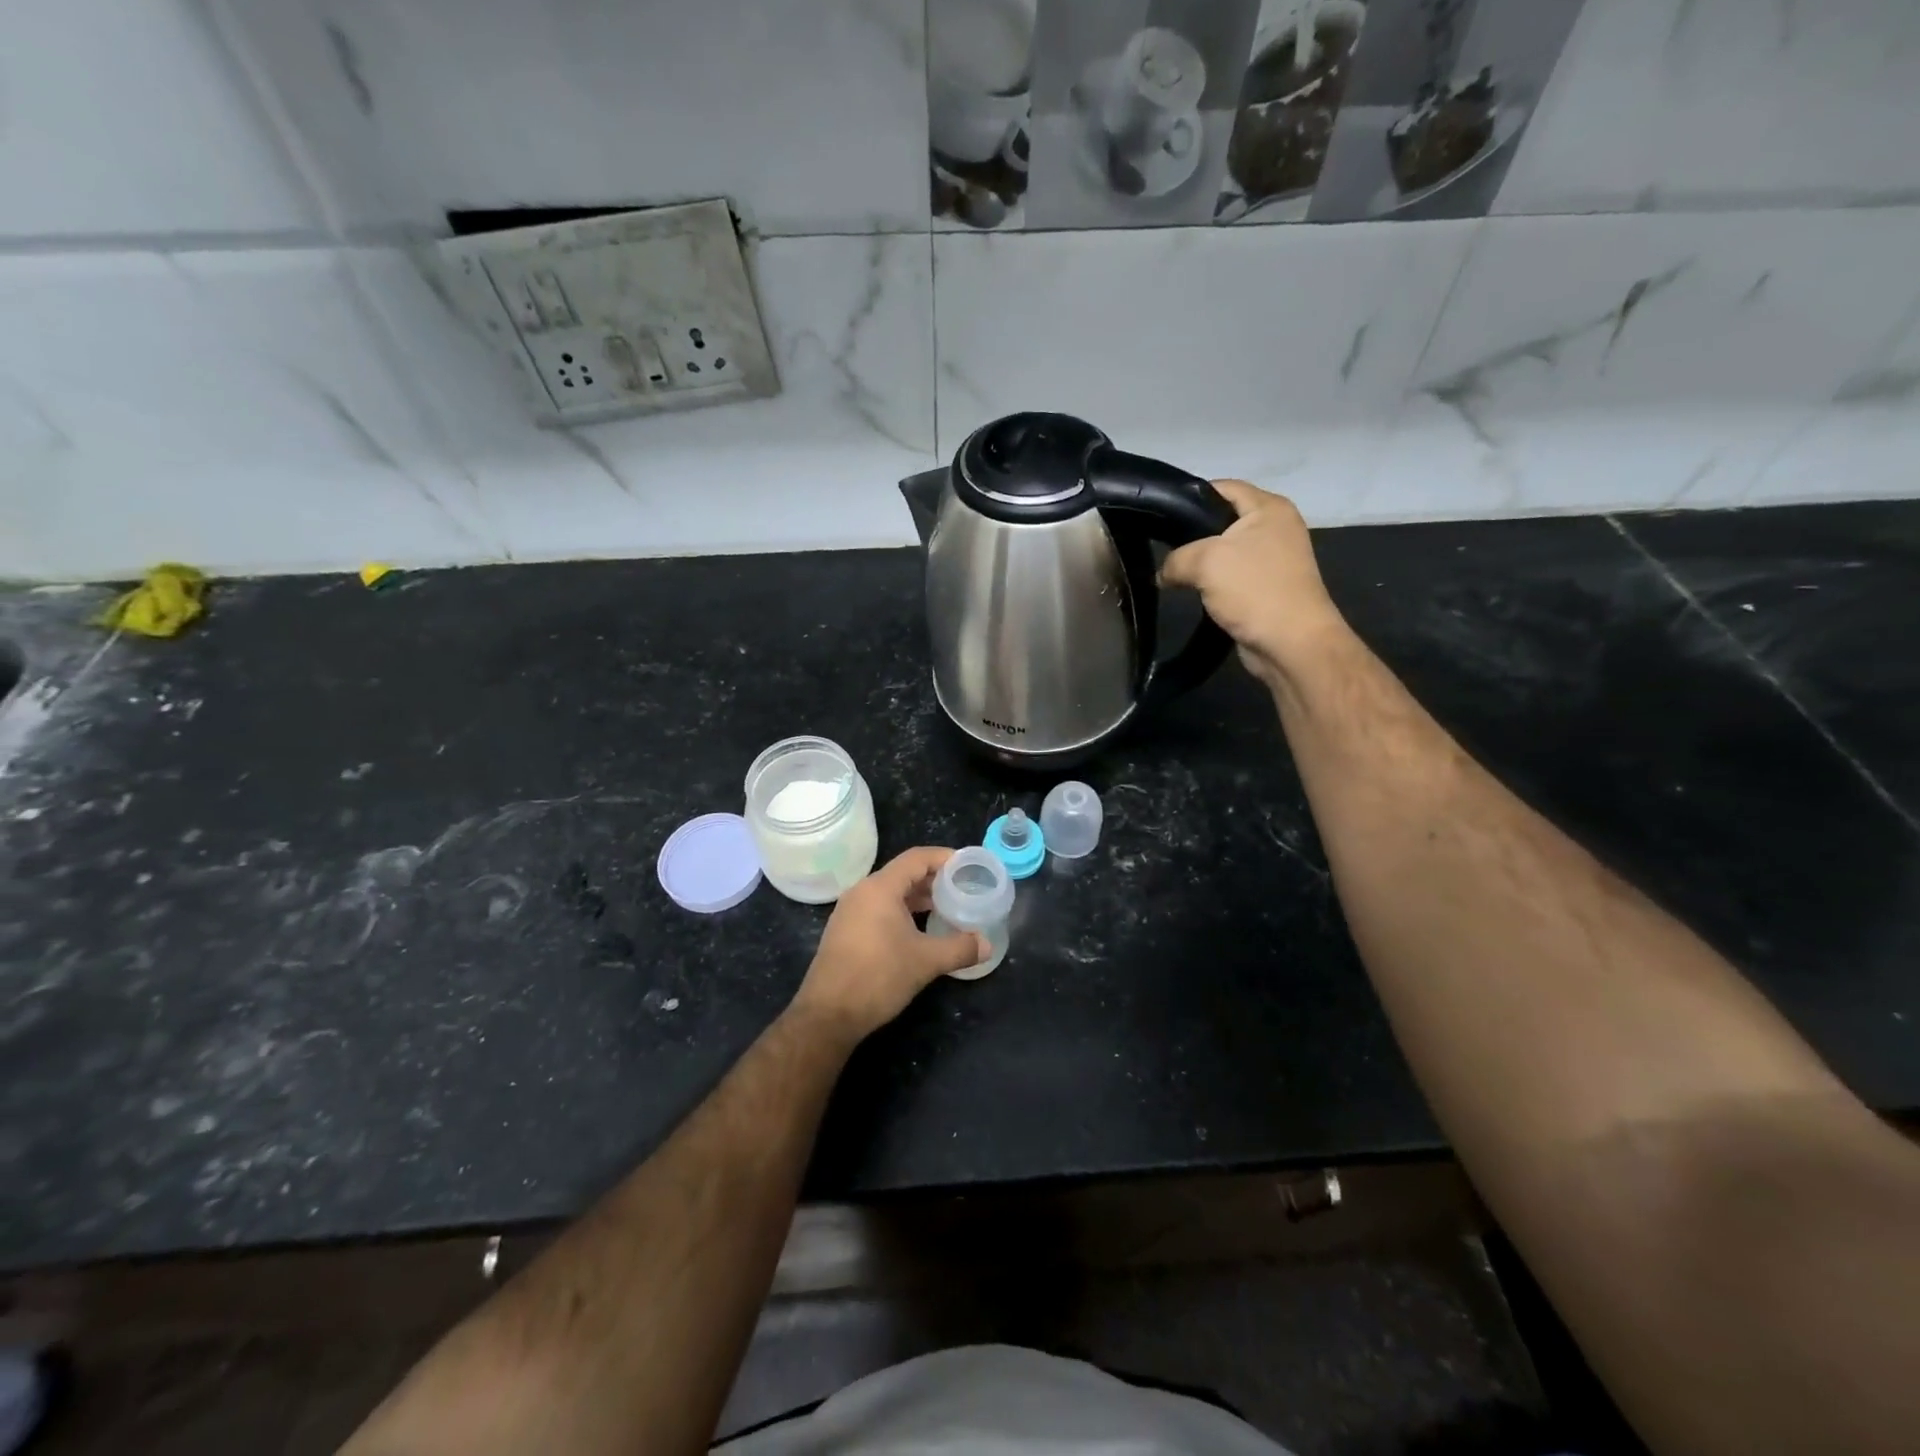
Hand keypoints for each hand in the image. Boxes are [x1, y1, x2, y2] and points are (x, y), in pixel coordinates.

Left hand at [792, 847, 985, 1041]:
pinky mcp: (846, 930)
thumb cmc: (878, 977)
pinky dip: (903, 911)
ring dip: (919, 897)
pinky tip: (920, 930)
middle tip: (963, 889)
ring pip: (891, 892)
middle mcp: (862, 892)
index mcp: (880, 888)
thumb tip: (987, 944)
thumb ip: (960, 948)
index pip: (917, 858)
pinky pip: (879, 908)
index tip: (969, 866)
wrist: (828, 1015)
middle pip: (904, 873)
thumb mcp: (926, 961)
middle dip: (935, 879)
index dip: (945, 858)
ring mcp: (850, 911)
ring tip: (947, 909)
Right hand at [1160, 480, 1347, 686]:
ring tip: (1171, 572)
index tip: (1159, 516)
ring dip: (1200, 562)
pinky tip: (1192, 592)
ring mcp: (1273, 558)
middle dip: (1191, 533)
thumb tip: (1163, 573)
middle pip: (1222, 518)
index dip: (1189, 497)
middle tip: (1160, 547)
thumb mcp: (1205, 562)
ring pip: (1224, 550)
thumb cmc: (1254, 590)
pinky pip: (1230, 575)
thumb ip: (1175, 559)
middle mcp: (1275, 526)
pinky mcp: (1266, 586)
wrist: (1291, 644)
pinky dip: (1211, 582)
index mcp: (1269, 507)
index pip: (1222, 487)